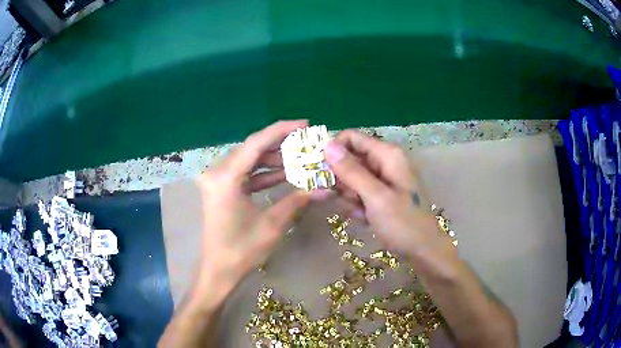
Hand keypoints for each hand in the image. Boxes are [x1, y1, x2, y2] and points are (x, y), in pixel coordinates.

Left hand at [190, 120, 312, 305]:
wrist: (219, 270)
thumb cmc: (241, 251)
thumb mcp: (272, 224)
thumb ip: (297, 200)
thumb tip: (327, 187)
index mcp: (225, 178)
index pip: (256, 143)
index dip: (281, 130)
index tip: (305, 124)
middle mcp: (217, 172)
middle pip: (253, 149)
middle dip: (281, 145)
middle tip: (307, 142)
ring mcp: (218, 180)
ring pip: (250, 160)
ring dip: (274, 160)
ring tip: (302, 157)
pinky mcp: (222, 189)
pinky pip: (246, 174)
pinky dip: (264, 174)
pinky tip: (286, 172)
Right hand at [324, 130, 450, 256]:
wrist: (423, 250)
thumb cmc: (404, 223)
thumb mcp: (376, 197)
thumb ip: (351, 171)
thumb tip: (327, 145)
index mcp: (388, 154)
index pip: (351, 138)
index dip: (333, 150)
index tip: (321, 172)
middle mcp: (385, 161)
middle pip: (350, 158)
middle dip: (342, 180)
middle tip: (347, 199)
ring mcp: (384, 177)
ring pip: (352, 177)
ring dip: (349, 195)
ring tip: (360, 212)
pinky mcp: (382, 192)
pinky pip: (359, 191)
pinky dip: (357, 204)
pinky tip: (365, 217)